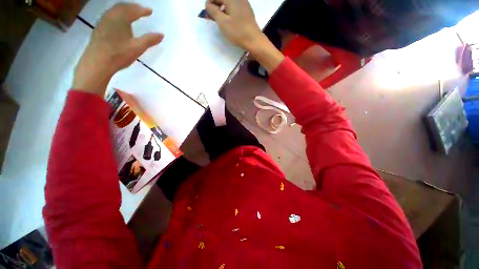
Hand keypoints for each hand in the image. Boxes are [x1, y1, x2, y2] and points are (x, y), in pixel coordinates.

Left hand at [73, 3, 163, 95]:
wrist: (97, 62)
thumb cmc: (119, 54)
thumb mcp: (138, 48)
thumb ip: (150, 40)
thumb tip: (161, 35)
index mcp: (121, 18)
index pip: (134, 10)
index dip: (143, 10)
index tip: (150, 11)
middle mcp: (111, 16)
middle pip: (123, 6)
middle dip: (133, 7)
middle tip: (141, 9)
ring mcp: (103, 21)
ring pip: (115, 10)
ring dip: (124, 9)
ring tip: (131, 13)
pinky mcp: (99, 28)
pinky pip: (109, 15)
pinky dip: (117, 14)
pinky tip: (119, 21)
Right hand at [205, 0, 283, 72]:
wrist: (254, 40)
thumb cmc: (237, 31)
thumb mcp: (222, 22)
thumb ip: (213, 11)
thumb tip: (208, 4)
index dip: (210, 3)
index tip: (207, 13)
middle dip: (216, 6)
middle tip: (212, 17)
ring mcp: (244, 4)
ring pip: (229, 3)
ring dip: (222, 9)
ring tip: (219, 20)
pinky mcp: (247, 12)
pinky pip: (235, 7)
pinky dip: (229, 12)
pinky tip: (228, 21)